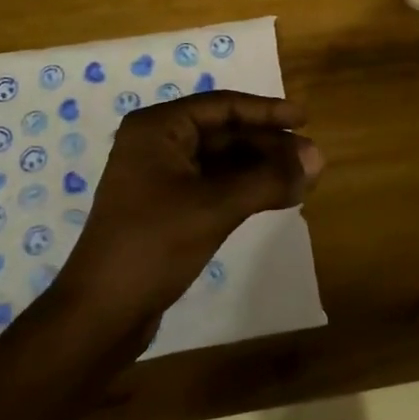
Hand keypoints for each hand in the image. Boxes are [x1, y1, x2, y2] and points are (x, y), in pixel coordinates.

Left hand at [57, 91, 322, 328]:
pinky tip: (273, 196)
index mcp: (158, 128)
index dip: (267, 111)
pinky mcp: (164, 206)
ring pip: (220, 160)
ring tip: (302, 179)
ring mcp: (158, 176)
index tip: (305, 119)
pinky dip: (243, 188)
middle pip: (223, 132)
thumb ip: (268, 179)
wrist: (100, 313)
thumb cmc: (153, 245)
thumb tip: (318, 159)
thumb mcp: (215, 207)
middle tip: (311, 159)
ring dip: (259, 168)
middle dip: (268, 145)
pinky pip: (212, 184)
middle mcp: (156, 143)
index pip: (223, 106)